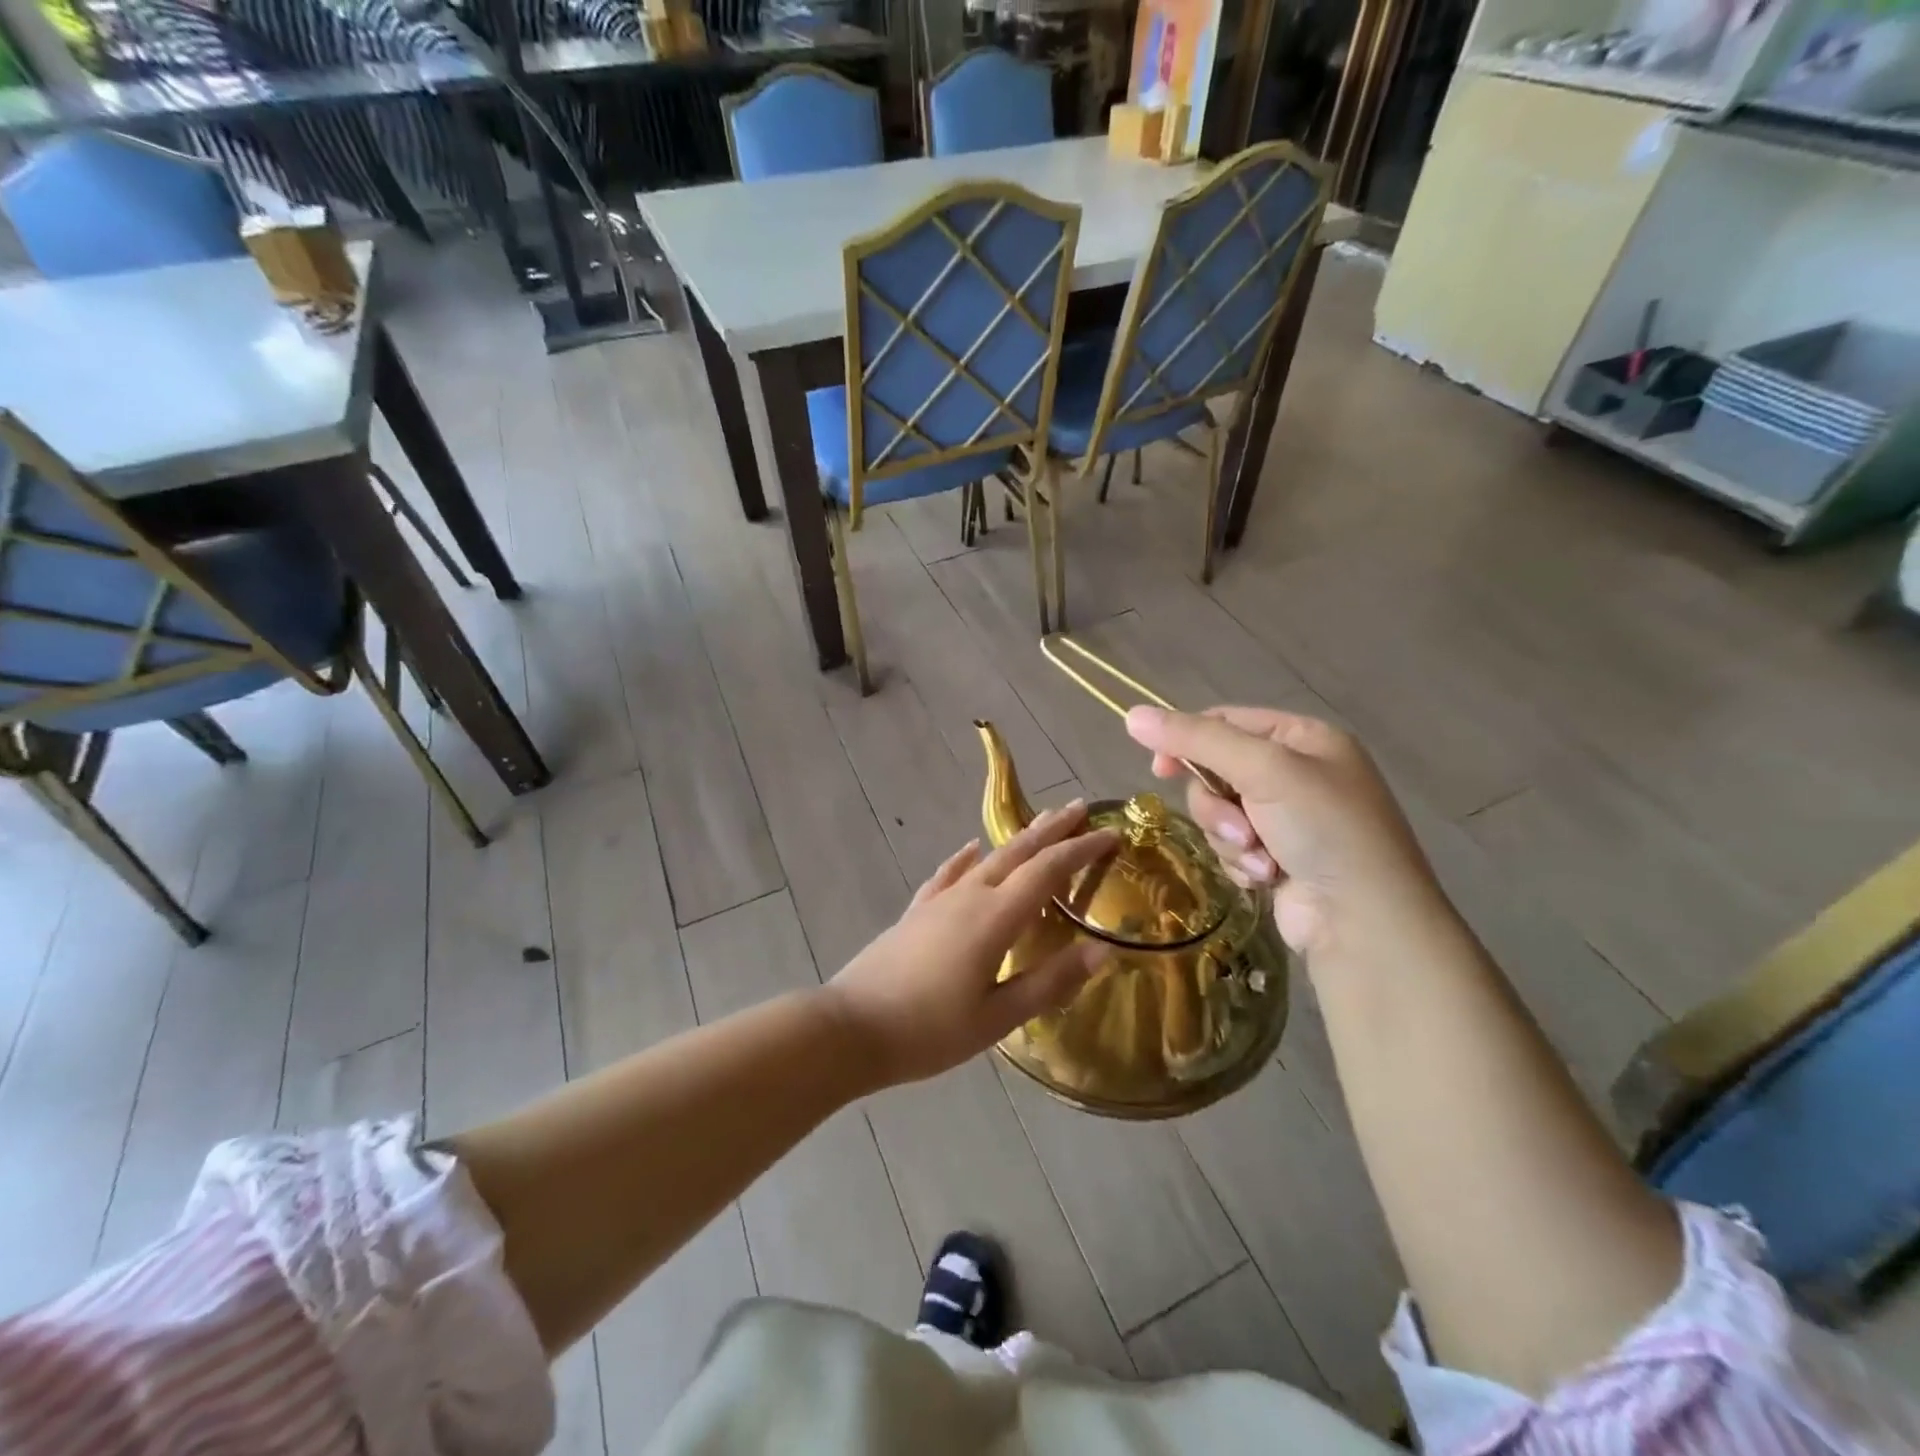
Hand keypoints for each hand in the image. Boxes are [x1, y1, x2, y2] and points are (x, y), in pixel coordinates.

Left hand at [823, 803, 1118, 1088]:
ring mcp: (940, 900)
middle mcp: (970, 895)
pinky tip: (971, 848)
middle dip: (1053, 828)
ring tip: (1041, 822)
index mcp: (995, 917)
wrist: (852, 1027)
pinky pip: (950, 873)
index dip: (1082, 849)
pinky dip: (967, 858)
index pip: (1048, 870)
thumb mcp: (998, 1017)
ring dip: (1018, 838)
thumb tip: (1103, 950)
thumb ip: (1050, 981)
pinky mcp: (918, 911)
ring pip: (987, 857)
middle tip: (1081, 807)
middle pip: (1018, 851)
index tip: (1112, 834)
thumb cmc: (930, 1030)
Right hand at [1125, 705, 1445, 958]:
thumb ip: (1196, 739)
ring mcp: (1288, 819)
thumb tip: (1132, 714)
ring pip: (1219, 813)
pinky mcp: (1278, 857)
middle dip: (1219, 805)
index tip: (1159, 769)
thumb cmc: (1323, 829)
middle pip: (1216, 771)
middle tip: (1240, 829)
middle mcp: (1297, 772)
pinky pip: (1231, 846)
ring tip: (1261, 860)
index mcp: (1303, 738)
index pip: (1226, 721)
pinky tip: (1267, 878)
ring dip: (1230, 838)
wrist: (1365, 922)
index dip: (1187, 741)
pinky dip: (1240, 862)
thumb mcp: (1263, 770)